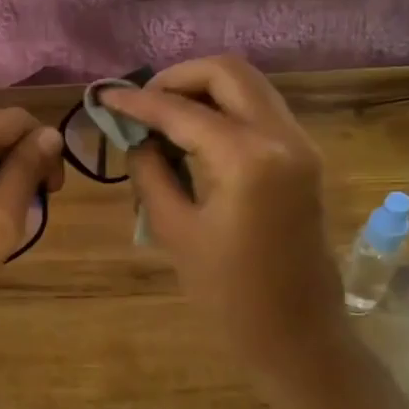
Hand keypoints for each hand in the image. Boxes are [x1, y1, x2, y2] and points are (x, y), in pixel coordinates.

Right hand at [101, 55, 347, 395]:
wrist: (298, 336)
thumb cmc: (229, 296)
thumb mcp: (175, 230)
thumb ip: (151, 171)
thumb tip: (136, 137)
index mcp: (248, 158)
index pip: (182, 110)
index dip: (138, 102)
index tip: (104, 97)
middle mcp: (281, 136)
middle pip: (227, 72)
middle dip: (178, 78)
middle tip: (142, 105)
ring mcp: (300, 144)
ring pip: (248, 85)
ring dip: (203, 90)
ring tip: (162, 118)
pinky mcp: (303, 157)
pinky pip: (260, 110)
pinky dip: (224, 108)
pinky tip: (193, 134)